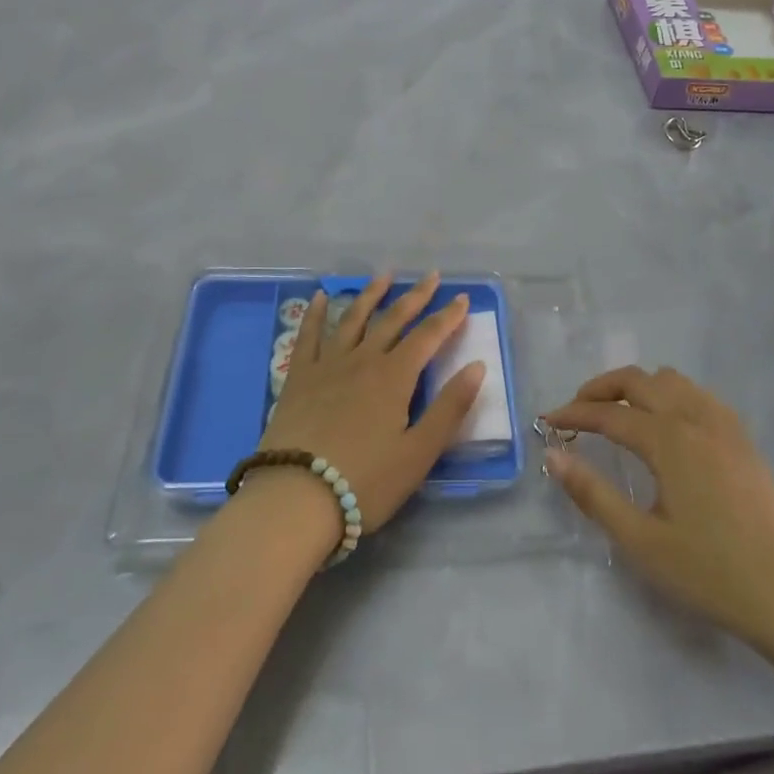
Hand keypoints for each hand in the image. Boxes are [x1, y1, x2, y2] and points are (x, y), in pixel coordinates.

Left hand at [253, 273, 484, 540]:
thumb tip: (477, 366)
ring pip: (353, 318)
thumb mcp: (419, 453)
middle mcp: (363, 360)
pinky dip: (314, 313)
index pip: (428, 336)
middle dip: (415, 296)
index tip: (462, 298)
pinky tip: (318, 297)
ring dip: (371, 294)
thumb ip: (450, 407)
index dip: (448, 316)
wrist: (296, 498)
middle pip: (393, 319)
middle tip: (430, 275)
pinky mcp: (298, 378)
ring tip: (384, 276)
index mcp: (395, 377)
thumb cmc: (365, 481)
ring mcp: (327, 365)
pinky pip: (308, 335)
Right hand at [543, 367, 773, 649]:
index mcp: (668, 440)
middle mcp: (695, 418)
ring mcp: (725, 425)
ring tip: (619, 412)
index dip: (574, 413)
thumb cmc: (710, 572)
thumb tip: (554, 455)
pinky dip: (671, 395)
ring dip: (638, 386)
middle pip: (639, 381)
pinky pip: (699, 395)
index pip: (609, 413)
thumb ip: (594, 494)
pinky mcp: (743, 439)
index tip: (546, 421)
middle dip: (601, 388)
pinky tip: (668, 424)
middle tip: (577, 410)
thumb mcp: (641, 541)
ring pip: (672, 380)